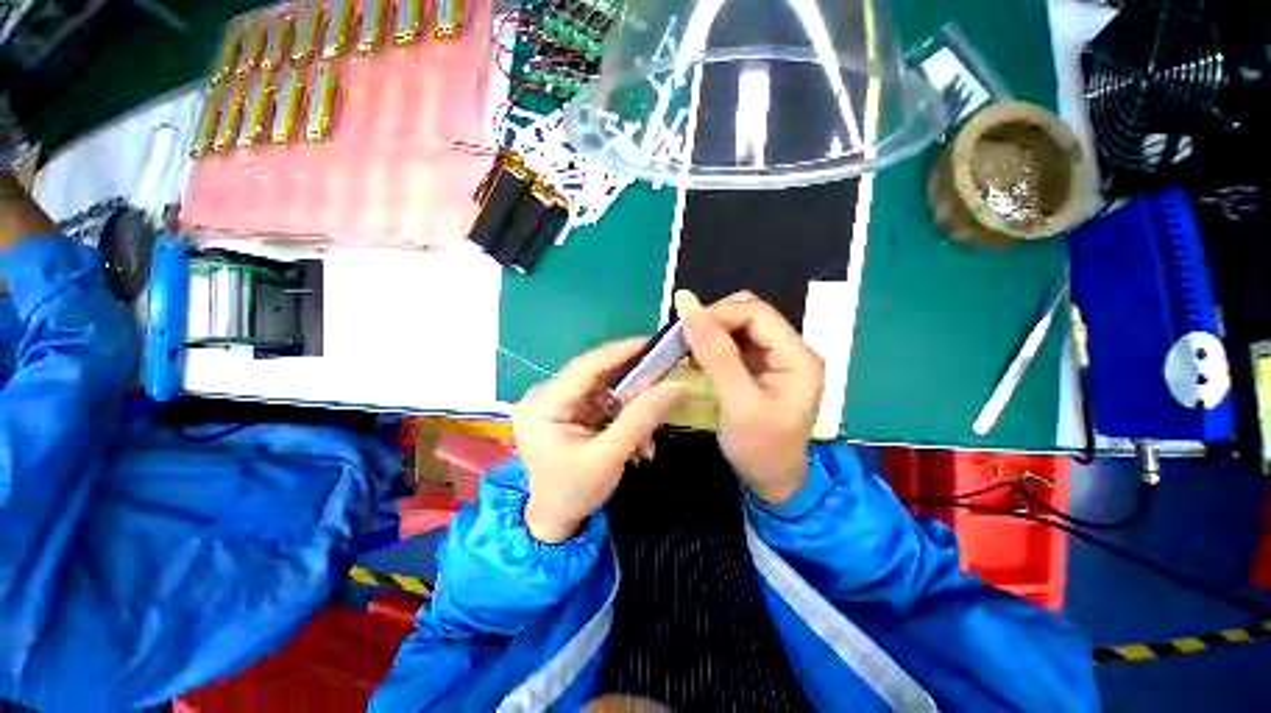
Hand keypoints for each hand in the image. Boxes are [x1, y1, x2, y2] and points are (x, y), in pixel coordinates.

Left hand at [514, 339, 682, 542]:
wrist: (555, 519)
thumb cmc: (574, 492)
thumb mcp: (609, 457)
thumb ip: (641, 419)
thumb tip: (676, 385)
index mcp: (544, 405)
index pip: (586, 367)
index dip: (621, 352)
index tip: (654, 343)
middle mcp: (547, 395)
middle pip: (596, 373)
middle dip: (632, 380)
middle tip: (664, 377)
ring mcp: (559, 401)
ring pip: (605, 386)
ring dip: (632, 402)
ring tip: (650, 428)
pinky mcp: (571, 409)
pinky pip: (604, 400)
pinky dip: (625, 412)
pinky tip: (639, 436)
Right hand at [678, 291, 824, 505]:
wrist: (772, 482)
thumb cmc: (761, 449)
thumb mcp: (739, 404)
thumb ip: (717, 357)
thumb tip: (690, 312)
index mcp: (797, 357)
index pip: (757, 314)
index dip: (719, 314)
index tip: (684, 329)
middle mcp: (788, 349)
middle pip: (748, 314)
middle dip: (713, 321)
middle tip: (683, 339)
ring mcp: (773, 358)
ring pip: (737, 326)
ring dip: (709, 333)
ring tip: (685, 349)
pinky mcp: (758, 367)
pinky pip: (731, 343)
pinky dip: (710, 346)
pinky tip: (695, 359)